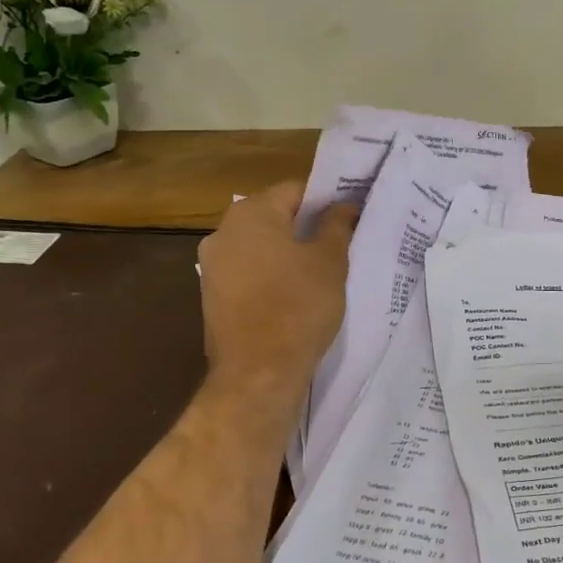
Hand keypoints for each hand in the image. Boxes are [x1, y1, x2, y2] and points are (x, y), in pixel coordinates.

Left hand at [198, 181, 356, 396]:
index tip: (350, 217)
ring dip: (288, 252)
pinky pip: (249, 272)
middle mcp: (223, 231)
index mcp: (251, 213)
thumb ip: (337, 225)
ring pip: (261, 246)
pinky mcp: (212, 295)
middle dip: (307, 226)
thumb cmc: (299, 306)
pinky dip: (271, 275)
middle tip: (341, 243)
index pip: (296, 190)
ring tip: (321, 270)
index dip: (327, 200)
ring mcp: (213, 265)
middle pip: (275, 216)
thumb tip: (344, 205)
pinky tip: (295, 294)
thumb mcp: (330, 261)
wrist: (258, 372)